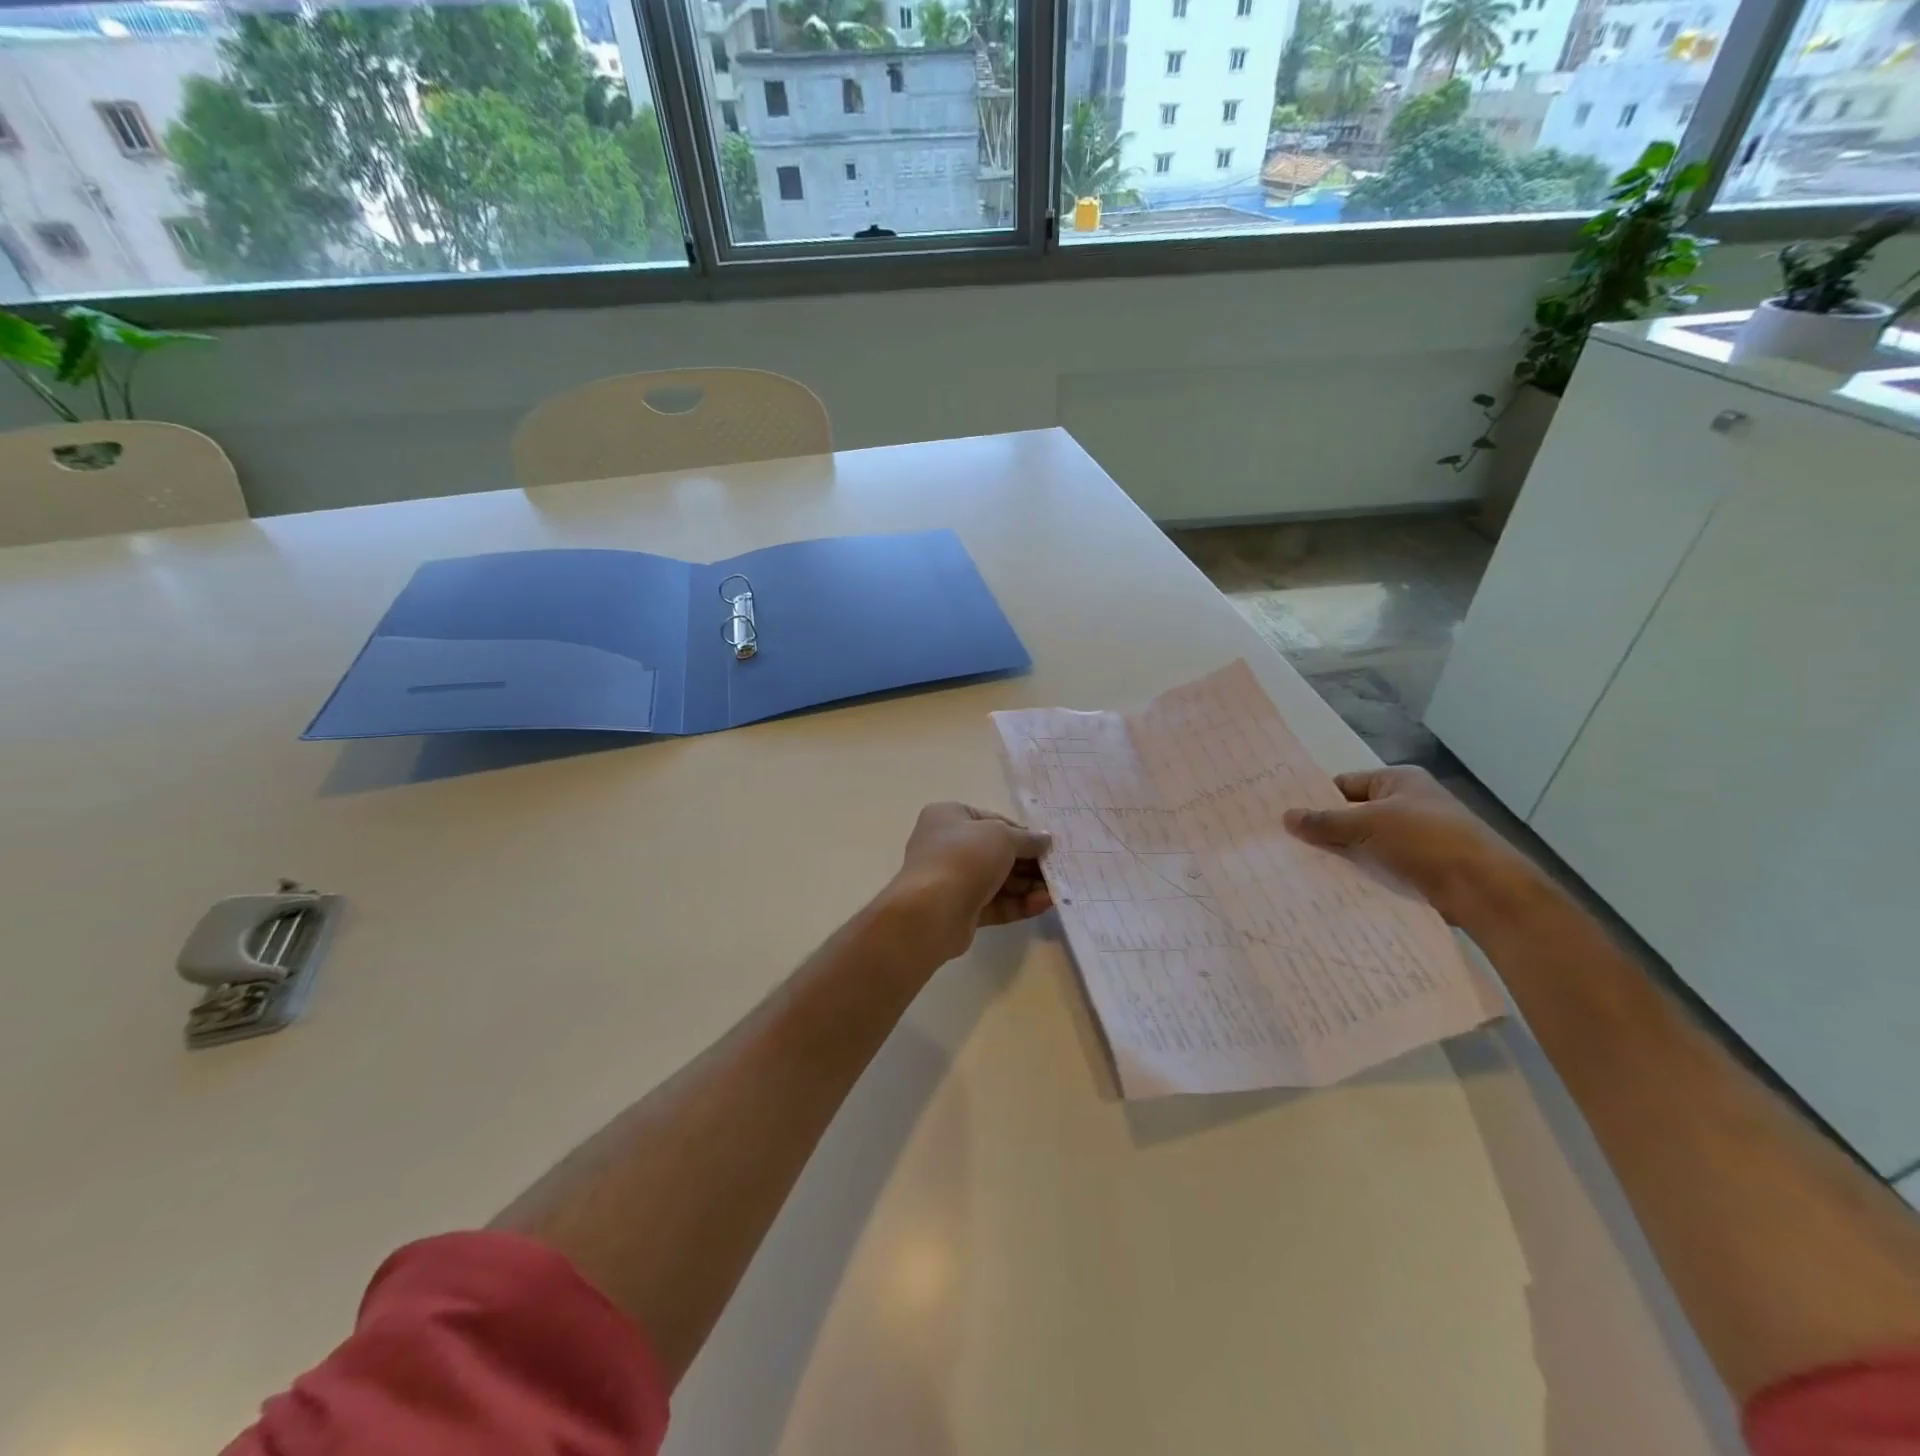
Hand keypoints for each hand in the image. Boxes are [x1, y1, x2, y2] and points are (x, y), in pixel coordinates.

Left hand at [886, 803, 1052, 962]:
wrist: (931, 911)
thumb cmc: (964, 858)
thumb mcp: (1002, 836)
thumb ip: (1026, 839)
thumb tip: (1045, 840)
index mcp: (949, 817)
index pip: (993, 821)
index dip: (1022, 832)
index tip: (1047, 845)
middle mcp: (948, 846)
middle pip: (997, 853)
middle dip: (1029, 862)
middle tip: (1058, 869)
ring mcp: (953, 880)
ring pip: (998, 880)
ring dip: (1028, 885)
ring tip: (1058, 890)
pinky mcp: (962, 910)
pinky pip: (996, 903)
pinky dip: (1020, 903)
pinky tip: (1045, 904)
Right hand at [1282, 766, 1552, 929]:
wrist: (1484, 889)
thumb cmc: (1426, 841)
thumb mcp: (1368, 824)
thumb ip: (1325, 822)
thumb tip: (1285, 816)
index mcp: (1399, 781)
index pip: (1345, 785)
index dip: (1316, 799)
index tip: (1285, 816)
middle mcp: (1408, 804)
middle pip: (1353, 815)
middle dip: (1325, 830)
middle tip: (1285, 843)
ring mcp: (1415, 838)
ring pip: (1364, 844)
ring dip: (1341, 855)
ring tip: (1300, 867)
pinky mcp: (1419, 868)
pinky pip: (1379, 866)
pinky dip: (1359, 874)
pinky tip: (1331, 885)